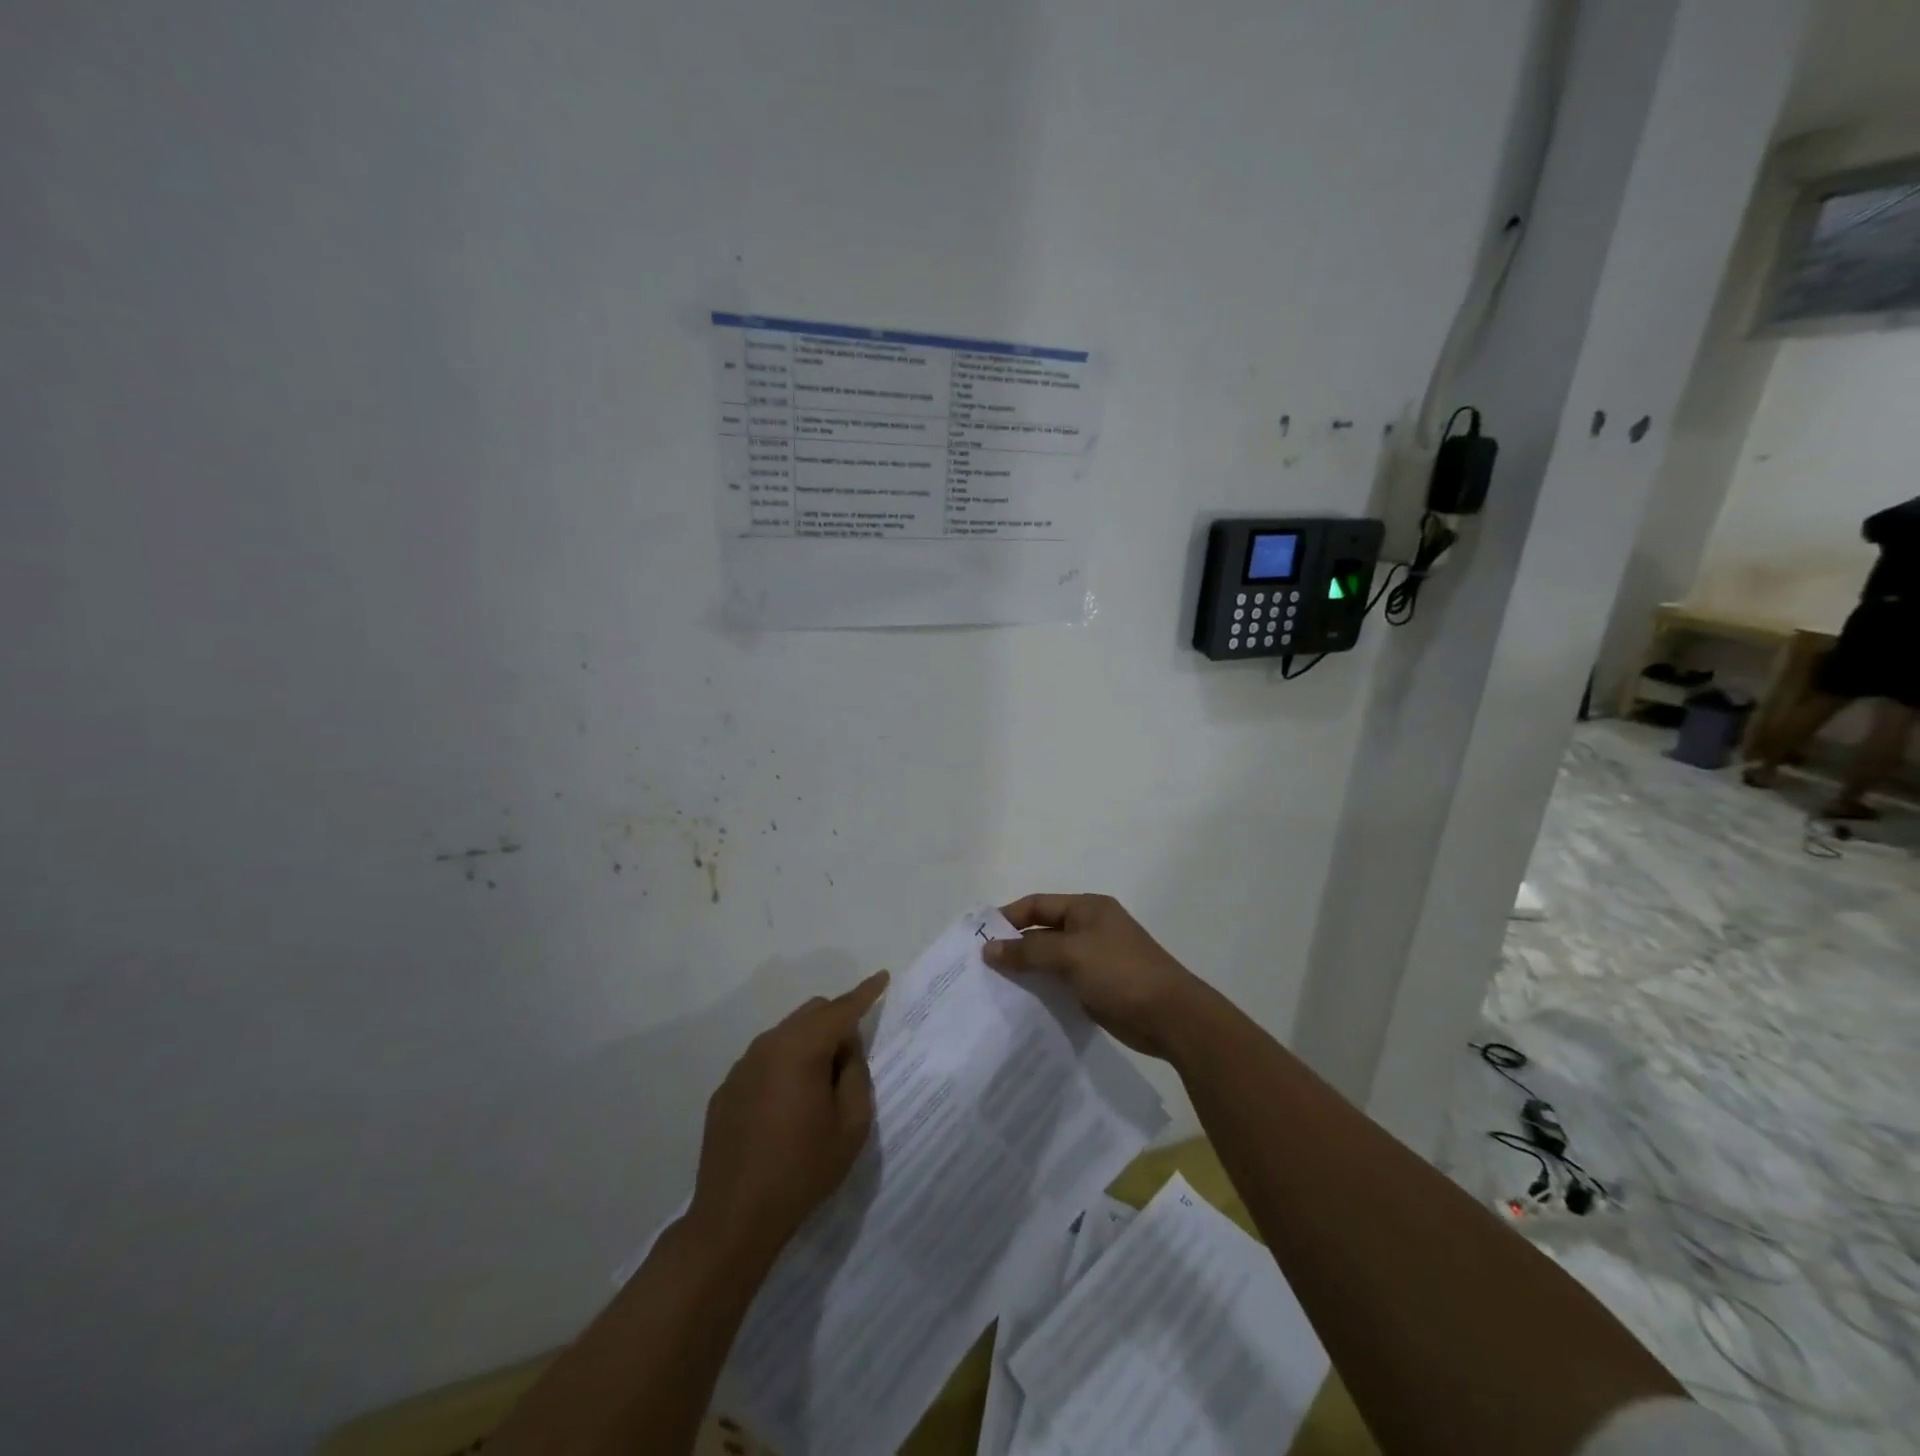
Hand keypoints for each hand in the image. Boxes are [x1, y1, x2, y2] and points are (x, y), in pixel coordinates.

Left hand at [686, 971, 888, 1263]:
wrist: (734, 1219)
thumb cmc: (803, 1170)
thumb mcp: (851, 1125)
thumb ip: (856, 1074)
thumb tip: (846, 1047)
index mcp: (801, 1049)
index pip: (841, 1009)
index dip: (865, 993)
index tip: (882, 977)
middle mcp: (768, 1045)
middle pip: (811, 1013)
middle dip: (837, 1022)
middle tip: (853, 1059)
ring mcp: (742, 1066)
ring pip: (786, 1034)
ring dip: (809, 1044)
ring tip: (820, 1088)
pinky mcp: (726, 1089)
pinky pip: (764, 1060)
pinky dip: (784, 1065)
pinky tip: (787, 1106)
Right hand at [983, 894, 1202, 1059]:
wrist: (1171, 1017)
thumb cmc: (1120, 973)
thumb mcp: (1071, 955)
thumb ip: (1028, 950)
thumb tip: (989, 949)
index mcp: (1087, 908)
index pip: (1038, 904)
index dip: (1008, 918)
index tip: (980, 938)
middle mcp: (1090, 928)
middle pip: (1043, 931)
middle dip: (1014, 946)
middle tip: (982, 966)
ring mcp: (1096, 958)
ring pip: (1051, 959)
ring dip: (1027, 969)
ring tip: (994, 987)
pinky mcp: (1098, 986)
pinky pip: (1062, 981)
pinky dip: (1043, 988)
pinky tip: (1022, 1003)